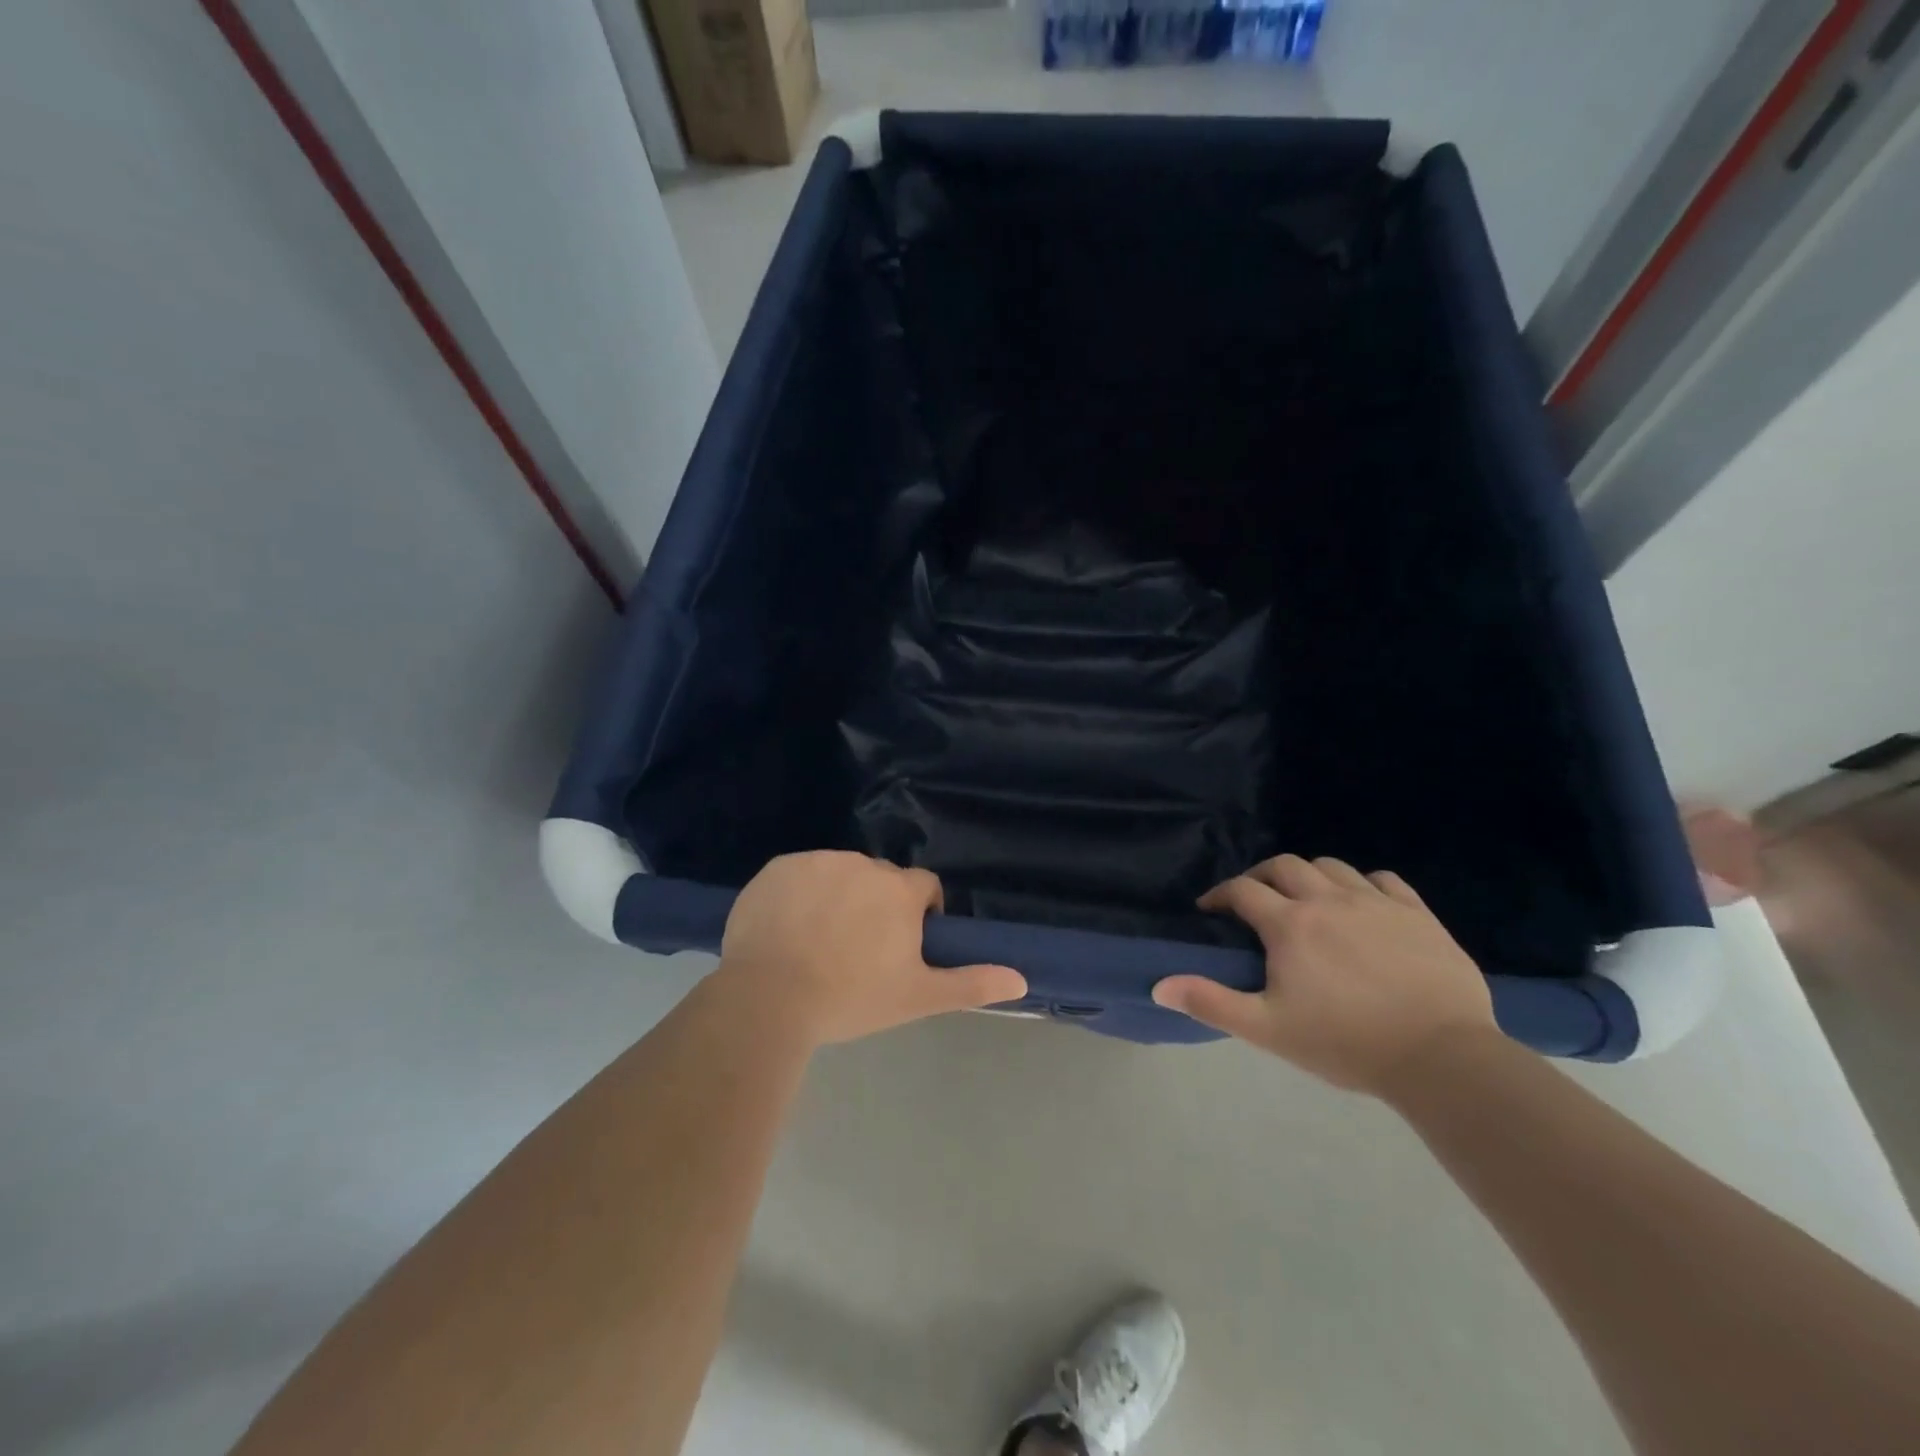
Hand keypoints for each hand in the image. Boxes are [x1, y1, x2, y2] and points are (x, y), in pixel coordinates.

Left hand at [713, 851, 1027, 1046]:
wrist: (768, 999)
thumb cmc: (851, 997)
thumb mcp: (917, 997)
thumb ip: (971, 983)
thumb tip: (1022, 980)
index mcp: (899, 890)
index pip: (924, 888)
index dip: (919, 915)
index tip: (900, 947)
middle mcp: (863, 864)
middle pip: (880, 880)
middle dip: (877, 906)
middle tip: (857, 951)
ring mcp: (817, 861)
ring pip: (839, 874)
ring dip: (838, 897)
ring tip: (818, 942)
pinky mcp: (778, 867)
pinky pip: (799, 874)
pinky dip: (799, 894)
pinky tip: (786, 930)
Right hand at [1152, 854, 1495, 1094]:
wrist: (1442, 1058)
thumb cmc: (1345, 1043)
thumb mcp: (1268, 1029)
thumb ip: (1211, 1003)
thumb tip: (1159, 986)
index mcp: (1289, 925)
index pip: (1242, 890)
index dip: (1220, 895)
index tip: (1210, 910)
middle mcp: (1327, 900)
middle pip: (1284, 866)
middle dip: (1260, 876)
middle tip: (1254, 900)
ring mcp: (1375, 903)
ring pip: (1332, 866)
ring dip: (1309, 875)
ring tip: (1306, 899)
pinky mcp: (1417, 914)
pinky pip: (1384, 880)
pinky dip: (1363, 883)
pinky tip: (1362, 903)